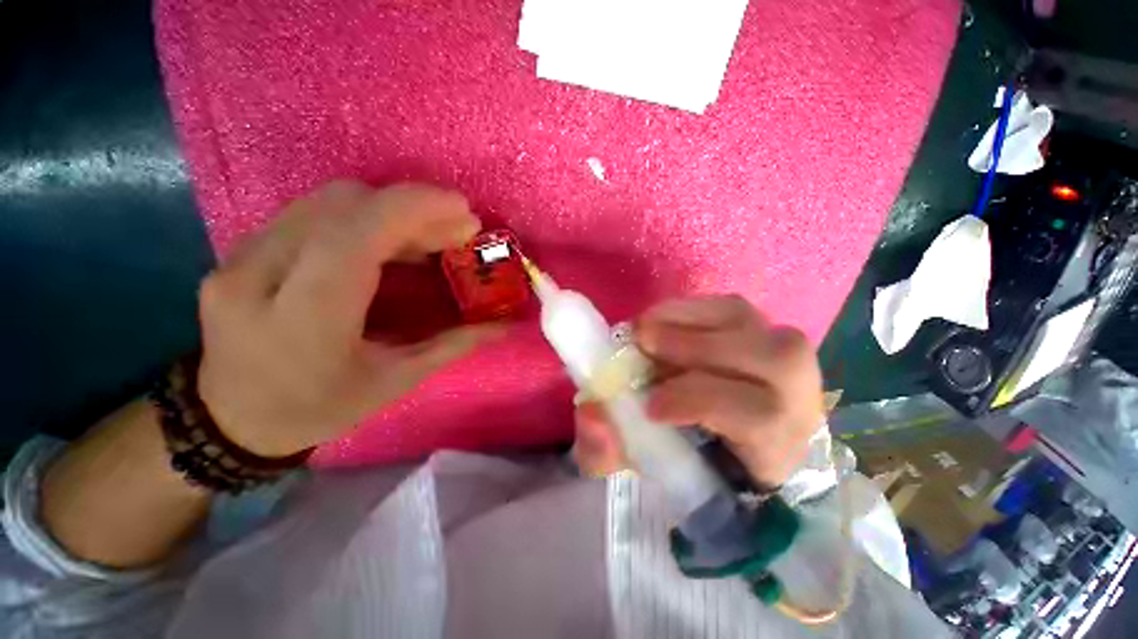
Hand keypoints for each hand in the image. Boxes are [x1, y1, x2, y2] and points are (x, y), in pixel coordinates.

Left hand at [197, 181, 502, 456]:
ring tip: (429, 237)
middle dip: (409, 207)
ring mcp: (239, 258)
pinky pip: (311, 214)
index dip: (413, 208)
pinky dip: (362, 218)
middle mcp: (259, 276)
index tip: (462, 209)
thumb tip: (503, 324)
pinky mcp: (240, 251)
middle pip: (340, 204)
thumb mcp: (395, 383)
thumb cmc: (319, 409)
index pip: (354, 234)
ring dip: (388, 210)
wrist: (231, 421)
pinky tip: (390, 243)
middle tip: (455, 230)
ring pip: (325, 201)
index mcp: (303, 319)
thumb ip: (453, 345)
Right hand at [573, 295, 822, 487]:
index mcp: (776, 446)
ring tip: (645, 332)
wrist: (726, 429)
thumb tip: (592, 414)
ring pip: (744, 322)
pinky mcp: (762, 326)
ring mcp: (782, 351)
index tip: (650, 405)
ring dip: (686, 323)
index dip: (699, 401)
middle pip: (765, 360)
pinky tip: (661, 321)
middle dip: (693, 349)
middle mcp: (796, 394)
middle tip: (641, 345)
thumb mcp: (645, 464)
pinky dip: (688, 309)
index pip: (760, 417)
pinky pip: (727, 305)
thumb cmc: (691, 453)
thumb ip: (612, 449)